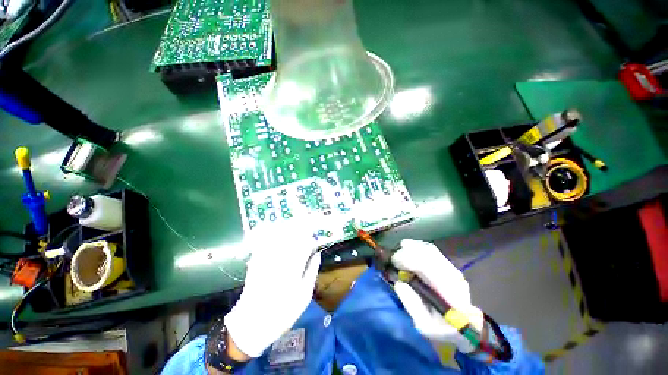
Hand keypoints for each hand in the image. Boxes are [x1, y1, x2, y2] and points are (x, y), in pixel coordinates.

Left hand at [224, 220, 321, 357]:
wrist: (252, 324)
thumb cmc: (283, 312)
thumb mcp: (304, 296)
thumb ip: (311, 272)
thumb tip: (317, 254)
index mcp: (293, 268)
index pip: (304, 244)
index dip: (311, 236)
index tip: (316, 232)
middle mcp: (280, 260)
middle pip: (291, 237)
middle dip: (300, 228)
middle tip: (306, 221)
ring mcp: (266, 260)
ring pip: (278, 237)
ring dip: (287, 228)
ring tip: (294, 222)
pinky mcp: (256, 262)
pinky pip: (265, 243)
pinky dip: (271, 235)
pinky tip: (276, 230)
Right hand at [391, 239, 483, 352]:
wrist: (466, 326)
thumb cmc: (443, 330)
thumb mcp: (424, 326)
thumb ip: (411, 304)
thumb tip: (399, 282)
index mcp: (449, 294)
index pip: (427, 267)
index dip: (407, 260)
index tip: (393, 262)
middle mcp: (454, 277)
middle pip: (428, 254)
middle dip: (407, 252)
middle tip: (394, 258)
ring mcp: (453, 270)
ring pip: (430, 250)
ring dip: (411, 247)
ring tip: (399, 251)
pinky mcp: (450, 266)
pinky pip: (432, 250)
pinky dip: (418, 247)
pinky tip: (408, 248)